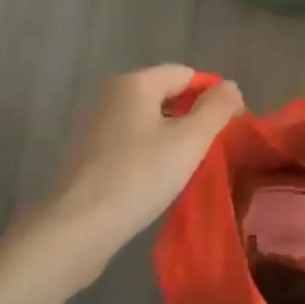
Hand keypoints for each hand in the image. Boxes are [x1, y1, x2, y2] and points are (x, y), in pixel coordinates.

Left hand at [0, 65, 242, 303]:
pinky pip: (129, 143)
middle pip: (165, 95)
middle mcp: (110, 95)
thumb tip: (231, 87)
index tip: (231, 127)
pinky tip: (157, 182)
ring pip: (147, 121)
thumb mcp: (189, 142)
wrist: (74, 229)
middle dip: (192, 118)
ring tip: (188, 169)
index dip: (213, 96)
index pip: (186, 74)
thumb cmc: (138, 177)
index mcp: (134, 83)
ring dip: (171, 139)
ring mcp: (93, 125)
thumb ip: (216, 109)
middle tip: (212, 150)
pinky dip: (148, 155)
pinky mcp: (85, 155)